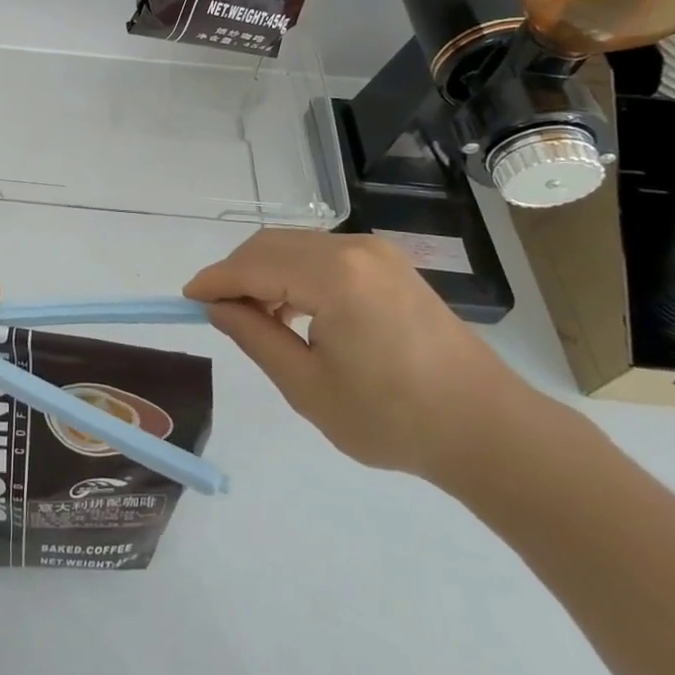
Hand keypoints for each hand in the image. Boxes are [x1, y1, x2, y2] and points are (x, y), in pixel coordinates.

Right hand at [185, 231, 531, 482]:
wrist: (487, 429)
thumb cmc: (393, 419)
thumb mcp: (309, 387)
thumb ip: (256, 337)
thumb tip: (219, 308)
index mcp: (333, 276)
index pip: (253, 266)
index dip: (215, 280)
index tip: (186, 298)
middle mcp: (352, 249)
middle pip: (271, 245)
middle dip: (237, 272)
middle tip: (218, 312)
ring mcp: (375, 252)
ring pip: (295, 245)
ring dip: (265, 272)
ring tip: (256, 318)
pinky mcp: (389, 264)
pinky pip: (323, 254)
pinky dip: (295, 273)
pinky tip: (295, 310)